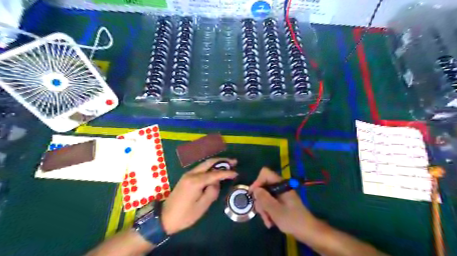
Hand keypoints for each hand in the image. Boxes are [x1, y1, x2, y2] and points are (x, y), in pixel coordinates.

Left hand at [161, 158, 239, 235]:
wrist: (164, 218)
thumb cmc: (184, 215)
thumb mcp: (202, 207)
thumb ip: (212, 192)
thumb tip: (216, 182)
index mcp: (195, 181)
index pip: (215, 174)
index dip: (227, 173)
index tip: (236, 173)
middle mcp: (191, 174)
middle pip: (209, 162)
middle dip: (222, 161)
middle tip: (234, 162)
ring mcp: (188, 174)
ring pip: (205, 164)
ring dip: (216, 163)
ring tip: (228, 165)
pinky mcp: (186, 177)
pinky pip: (201, 168)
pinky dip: (210, 167)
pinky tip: (216, 170)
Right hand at [250, 167, 318, 236]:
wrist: (309, 232)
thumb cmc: (293, 220)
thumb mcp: (275, 210)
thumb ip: (264, 198)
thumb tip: (255, 189)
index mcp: (281, 184)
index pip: (265, 173)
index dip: (257, 182)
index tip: (254, 195)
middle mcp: (280, 187)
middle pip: (263, 187)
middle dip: (260, 201)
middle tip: (262, 214)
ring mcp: (281, 195)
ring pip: (265, 196)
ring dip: (264, 209)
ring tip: (268, 222)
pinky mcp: (281, 202)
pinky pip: (270, 203)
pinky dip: (268, 212)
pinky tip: (270, 222)